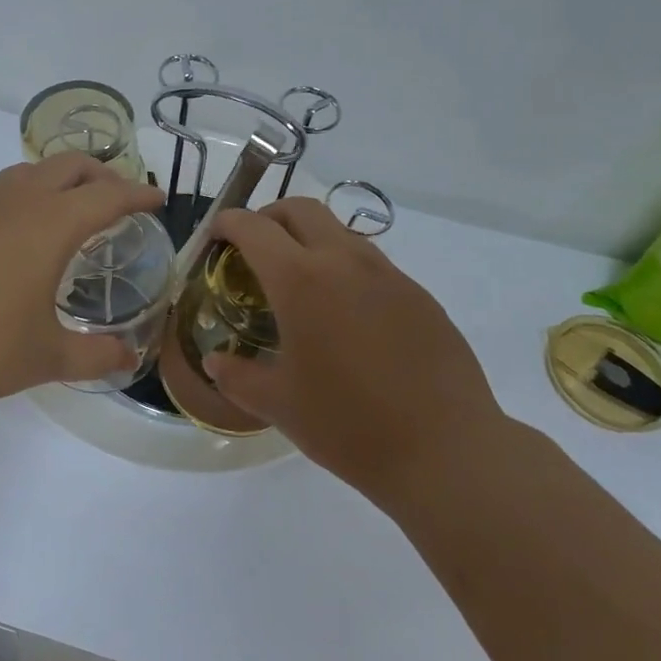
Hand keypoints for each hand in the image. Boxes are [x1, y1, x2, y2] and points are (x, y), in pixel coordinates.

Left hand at [0, 154, 164, 415]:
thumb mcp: (48, 358)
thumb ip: (96, 355)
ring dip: (58, 180)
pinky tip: (13, 237)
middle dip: (102, 175)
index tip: (157, 200)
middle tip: (118, 200)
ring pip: (28, 171)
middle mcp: (15, 201)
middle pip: (69, 165)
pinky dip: (21, 199)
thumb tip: (128, 357)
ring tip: (68, 211)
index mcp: (49, 224)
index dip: (138, 194)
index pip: (108, 194)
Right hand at [205, 199, 504, 505]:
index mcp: (301, 281)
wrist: (445, 451)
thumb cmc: (348, 424)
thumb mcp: (278, 405)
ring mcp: (389, 275)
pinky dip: (345, 270)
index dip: (228, 223)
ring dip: (310, 240)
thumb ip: (238, 377)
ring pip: (340, 232)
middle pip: (301, 209)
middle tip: (254, 249)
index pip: (255, 228)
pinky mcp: (420, 296)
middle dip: (270, 217)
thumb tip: (216, 363)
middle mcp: (345, 262)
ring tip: (299, 285)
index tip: (216, 235)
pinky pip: (372, 265)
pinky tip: (345, 317)